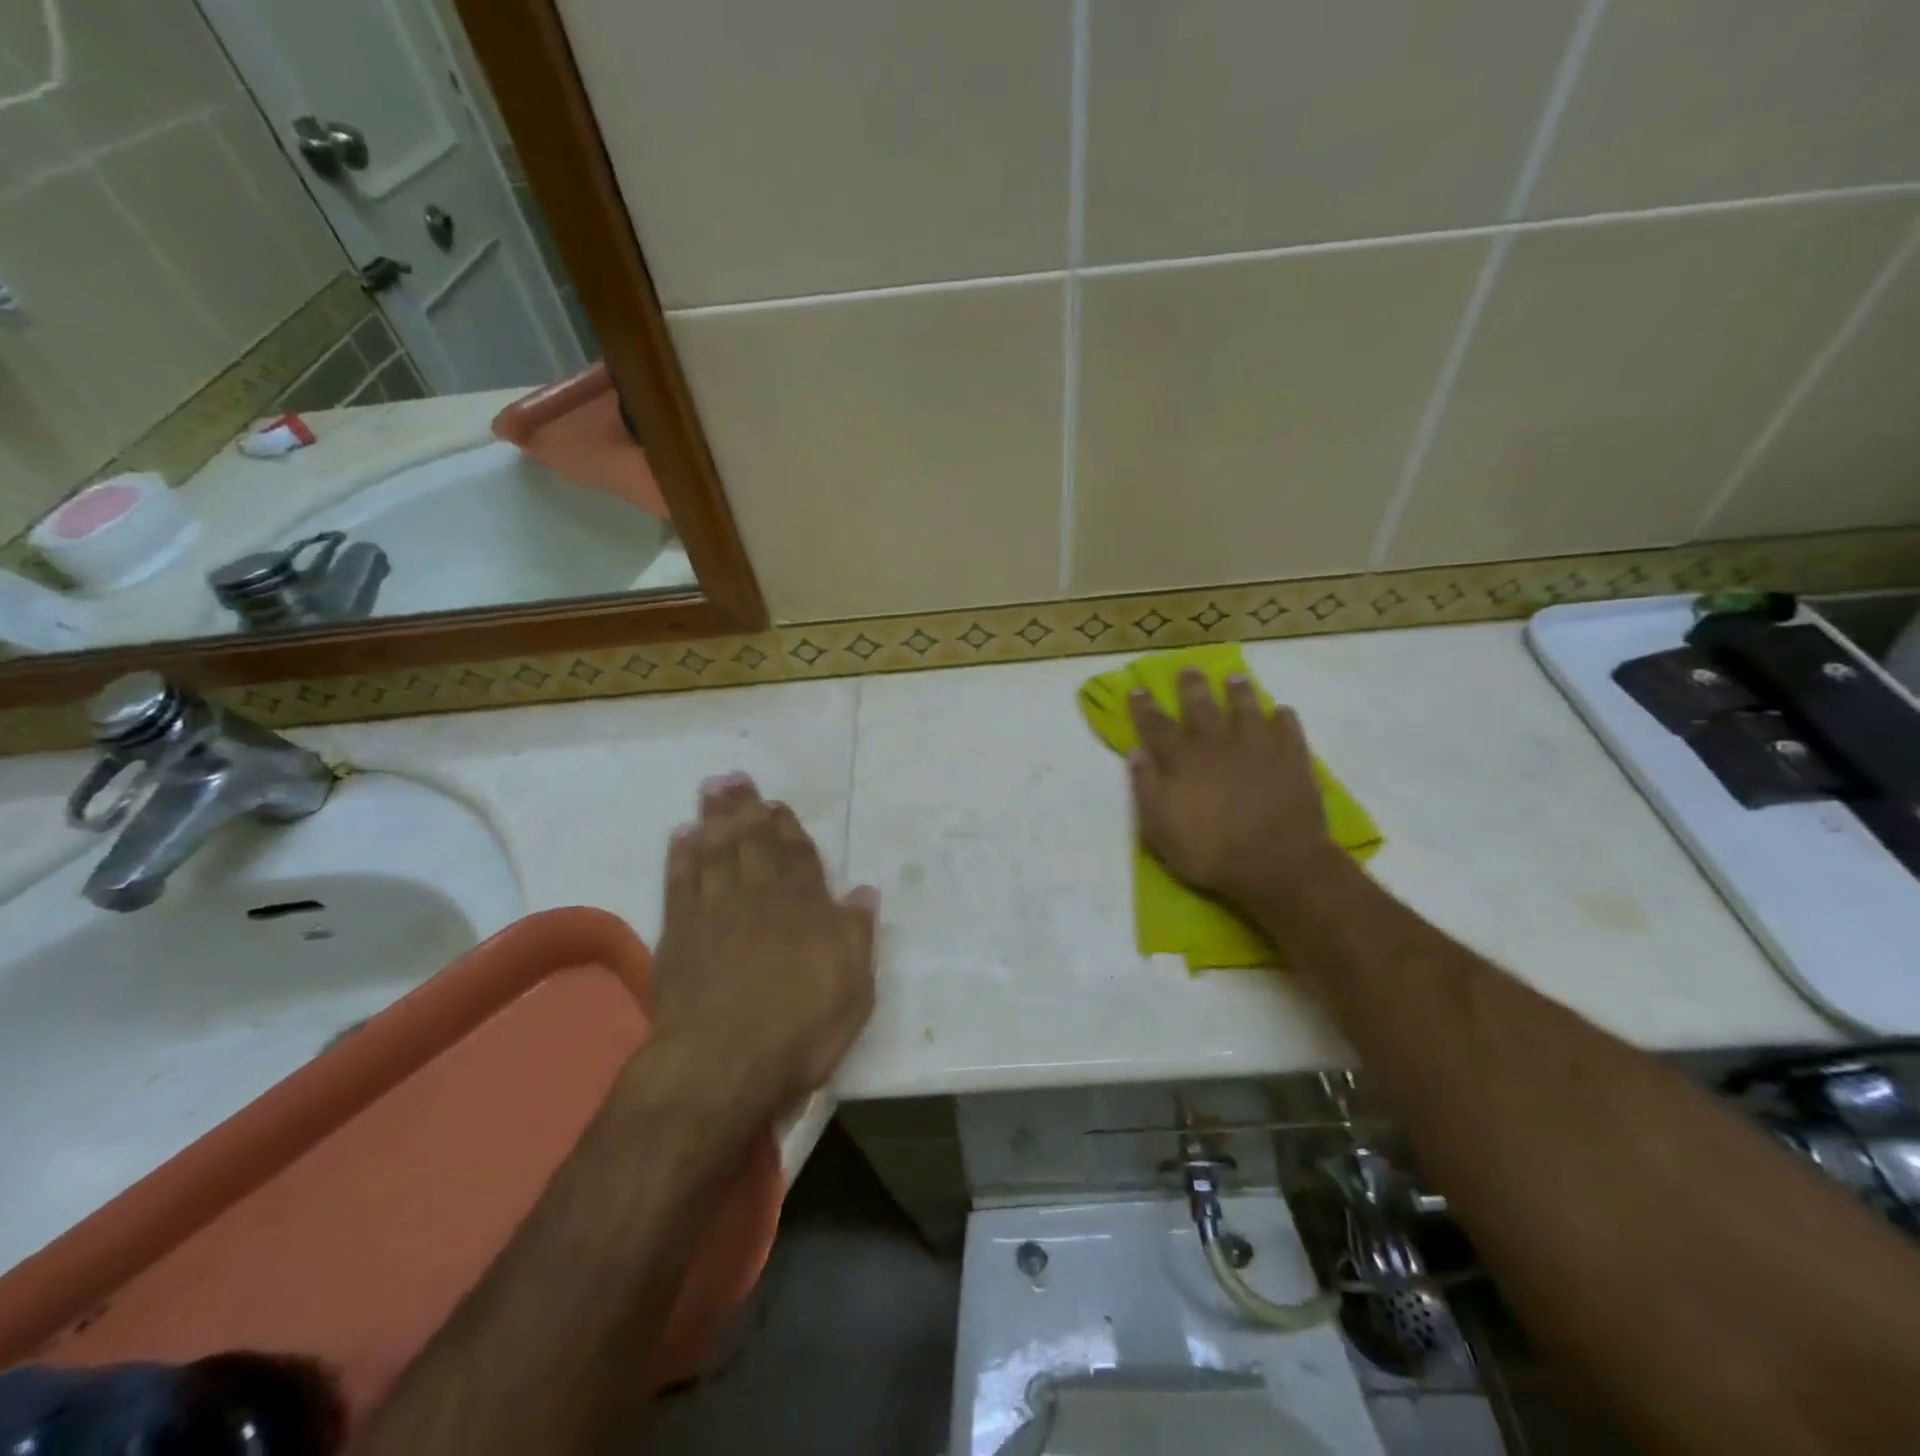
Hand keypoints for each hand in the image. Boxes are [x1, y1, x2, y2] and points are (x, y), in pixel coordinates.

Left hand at [649, 773, 878, 1110]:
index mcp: (805, 907)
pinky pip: (680, 881)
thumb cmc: (799, 1028)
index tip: (777, 805)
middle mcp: (760, 897)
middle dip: (746, 809)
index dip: (788, 828)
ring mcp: (715, 911)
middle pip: (753, 842)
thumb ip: (857, 934)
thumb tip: (865, 891)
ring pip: (716, 850)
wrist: (722, 1063)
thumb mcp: (853, 988)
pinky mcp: (679, 932)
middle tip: (735, 777)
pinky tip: (681, 836)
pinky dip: (680, 855)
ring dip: (714, 818)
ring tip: (711, 789)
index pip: (798, 856)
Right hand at [1127, 670, 1339, 910]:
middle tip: (1188, 669)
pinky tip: (1281, 712)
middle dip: (1191, 686)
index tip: (1138, 688)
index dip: (1144, 707)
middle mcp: (1216, 743)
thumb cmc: (1211, 852)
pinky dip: (1283, 717)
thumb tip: (1136, 752)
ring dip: (1238, 692)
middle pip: (1201, 706)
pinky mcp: (1291, 756)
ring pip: (1245, 707)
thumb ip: (1146, 788)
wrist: (1277, 862)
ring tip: (1234, 679)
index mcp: (1182, 760)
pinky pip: (1287, 727)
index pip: (1156, 726)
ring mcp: (1257, 746)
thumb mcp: (1160, 829)